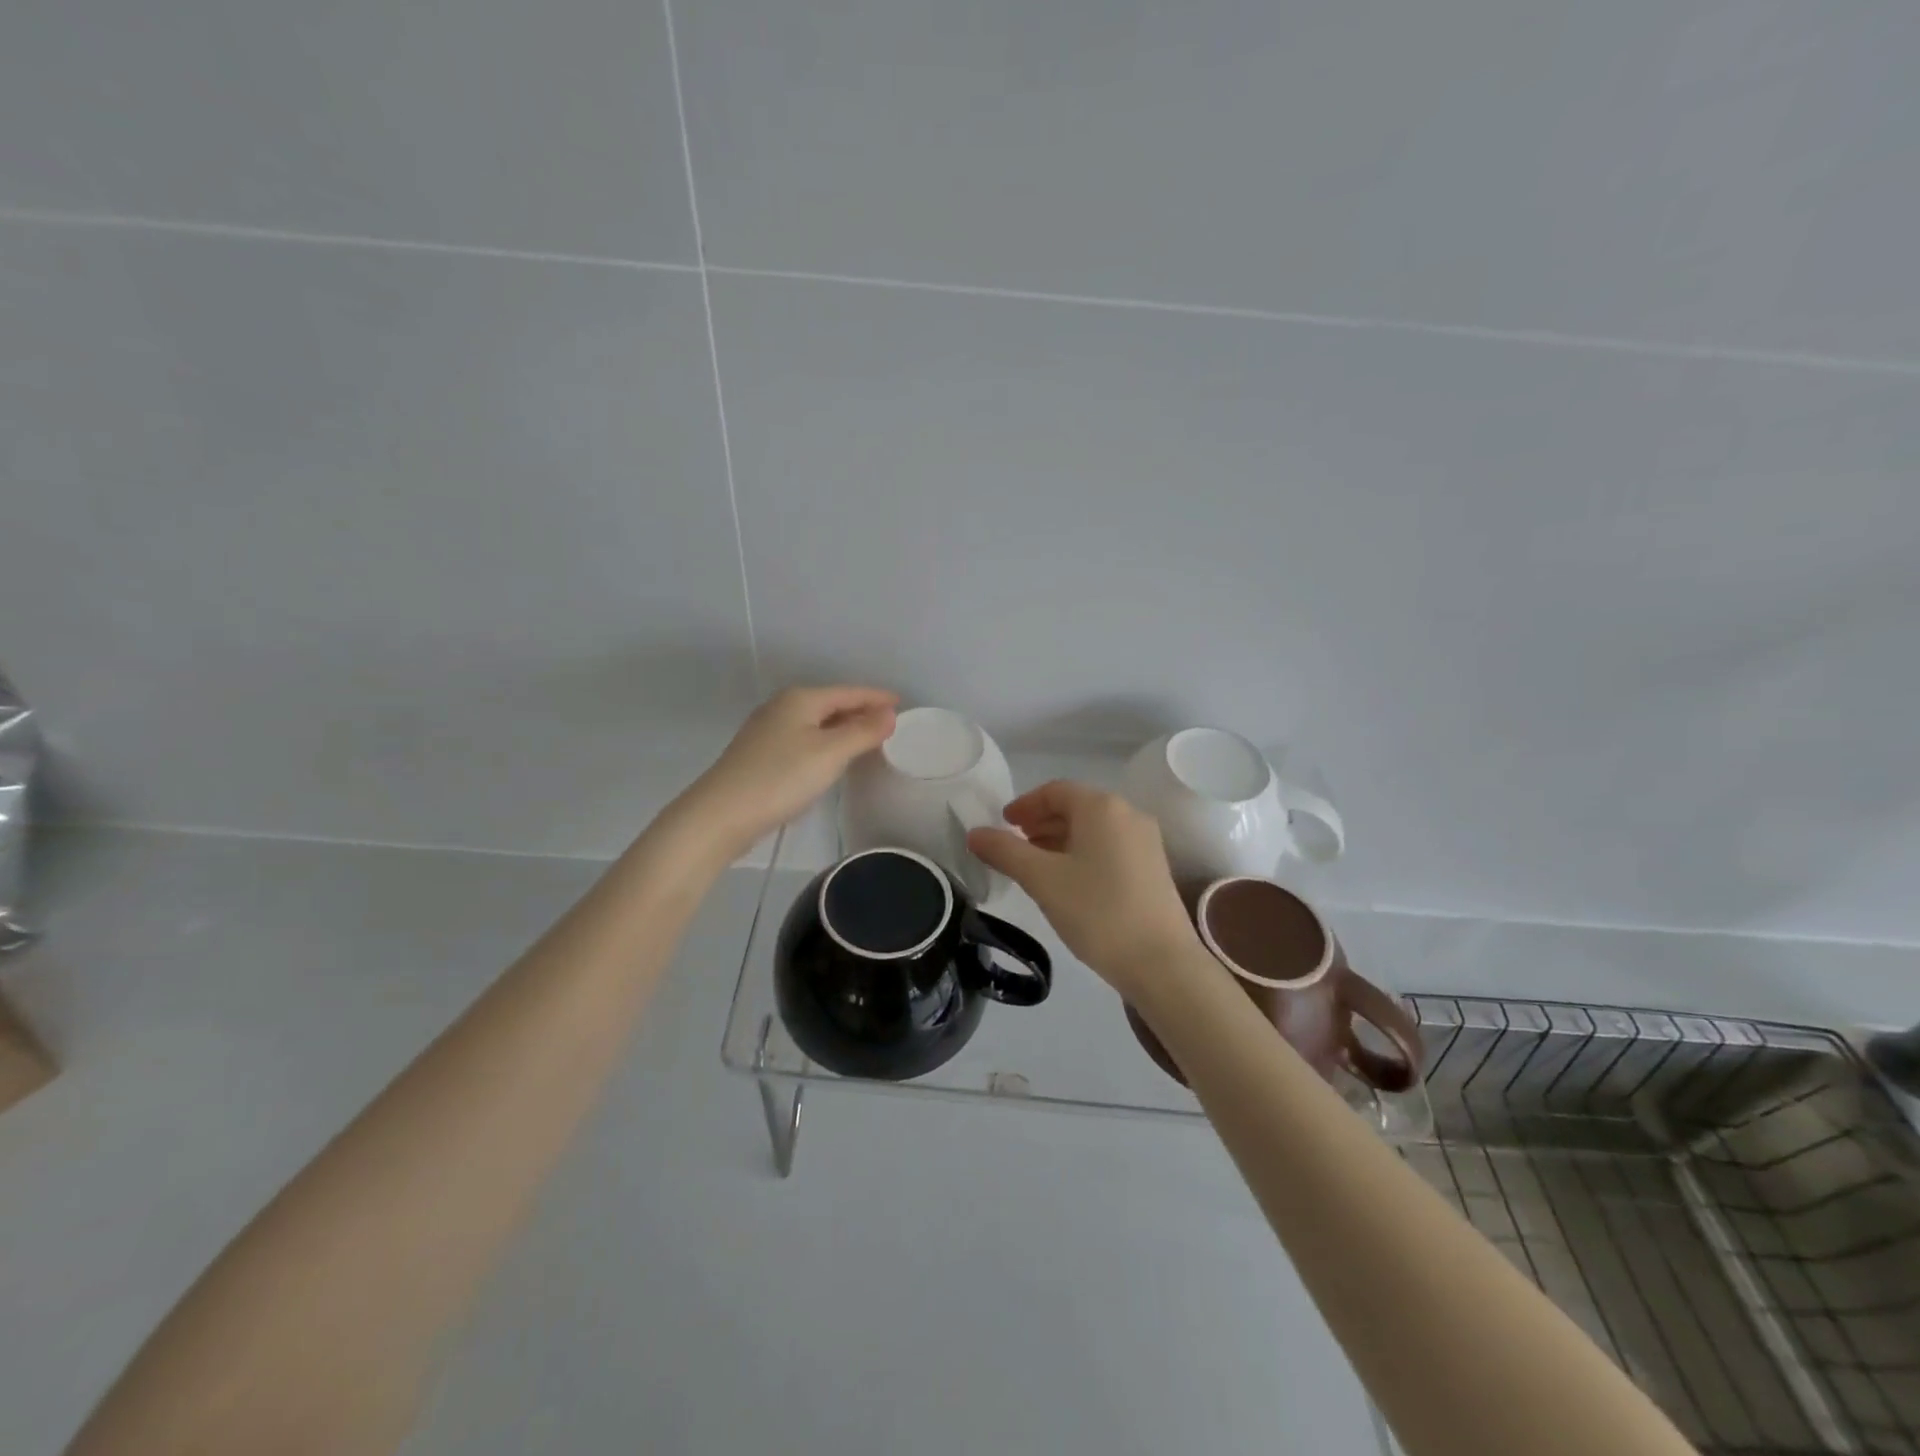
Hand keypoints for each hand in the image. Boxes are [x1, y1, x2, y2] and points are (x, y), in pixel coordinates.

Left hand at [674, 686, 897, 861]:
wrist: (721, 815)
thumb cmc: (781, 778)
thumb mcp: (830, 753)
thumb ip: (863, 731)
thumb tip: (889, 713)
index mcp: (801, 699)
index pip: (849, 692)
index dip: (876, 697)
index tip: (902, 703)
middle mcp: (782, 707)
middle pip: (831, 704)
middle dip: (860, 711)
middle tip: (890, 723)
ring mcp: (767, 731)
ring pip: (816, 723)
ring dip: (843, 728)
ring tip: (868, 739)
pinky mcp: (760, 755)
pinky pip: (804, 740)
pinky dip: (825, 743)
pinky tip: (832, 758)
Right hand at [967, 780, 1203, 1001]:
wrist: (1162, 963)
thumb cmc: (1097, 911)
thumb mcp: (1042, 880)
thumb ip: (1005, 852)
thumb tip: (974, 834)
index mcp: (1102, 807)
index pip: (1055, 790)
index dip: (1024, 804)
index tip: (1002, 824)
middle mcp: (1128, 814)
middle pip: (1076, 807)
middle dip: (1041, 822)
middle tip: (1015, 845)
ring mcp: (1145, 842)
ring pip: (1093, 829)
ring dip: (1060, 839)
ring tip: (1035, 866)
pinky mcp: (1153, 868)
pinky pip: (1109, 847)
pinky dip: (1082, 854)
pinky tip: (1068, 882)